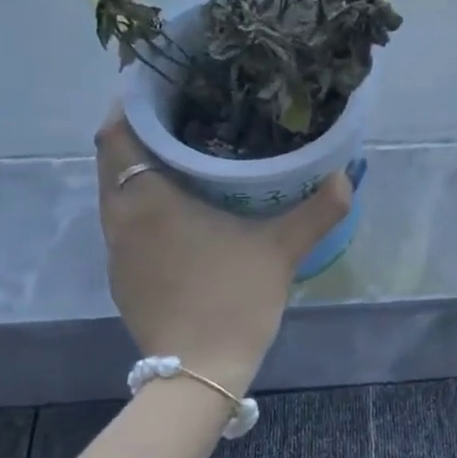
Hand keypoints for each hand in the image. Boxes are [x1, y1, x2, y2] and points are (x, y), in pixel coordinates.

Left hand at [95, 106, 354, 394]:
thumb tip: (346, 174)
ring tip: (180, 155)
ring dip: (137, 169)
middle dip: (137, 132)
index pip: (116, 132)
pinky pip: (123, 223)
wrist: (199, 372)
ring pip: (114, 193)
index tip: (158, 85)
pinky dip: (140, 204)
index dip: (129, 103)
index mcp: (148, 200)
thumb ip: (318, 208)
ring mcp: (116, 251)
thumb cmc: (234, 299)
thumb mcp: (282, 249)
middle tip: (179, 115)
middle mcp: (120, 219)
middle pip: (111, 158)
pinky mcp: (121, 277)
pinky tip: (177, 211)